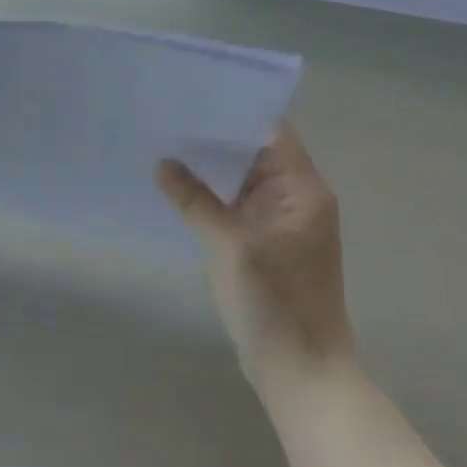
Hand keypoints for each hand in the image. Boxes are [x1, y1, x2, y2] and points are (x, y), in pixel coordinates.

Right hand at [156, 122, 352, 383]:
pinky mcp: (268, 244)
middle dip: (213, 139)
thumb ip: (194, 199)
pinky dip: (213, 196)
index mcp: (302, 190)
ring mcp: (283, 223)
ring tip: (164, 146)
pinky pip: (239, 206)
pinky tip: (179, 188)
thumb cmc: (272, 302)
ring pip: (244, 181)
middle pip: (254, 153)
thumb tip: (164, 164)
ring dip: (211, 169)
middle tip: (166, 119)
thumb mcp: (227, 244)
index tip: (191, 96)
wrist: (301, 370)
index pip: (269, 132)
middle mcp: (297, 198)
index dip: (232, 112)